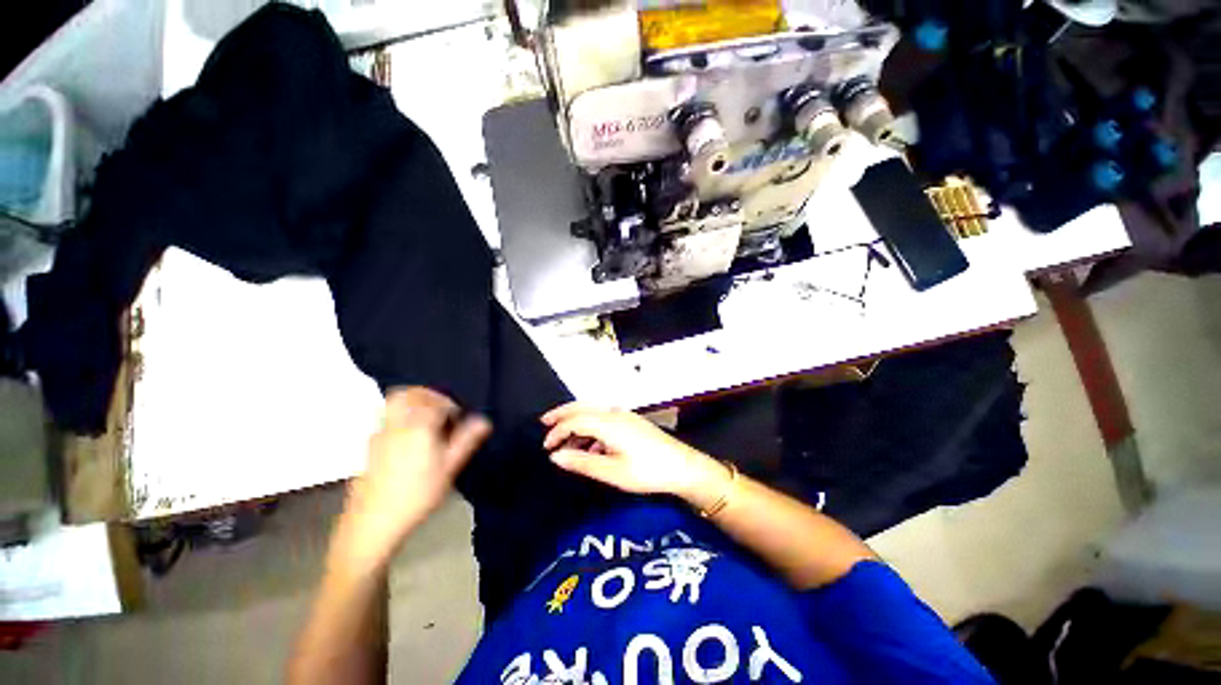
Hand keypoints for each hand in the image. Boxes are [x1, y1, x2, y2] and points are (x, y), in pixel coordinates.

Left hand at [333, 387, 490, 570]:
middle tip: (443, 409)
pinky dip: (400, 414)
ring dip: (413, 401)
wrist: (372, 523)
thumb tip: (484, 420)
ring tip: (427, 416)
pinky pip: (385, 417)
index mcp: (419, 427)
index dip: (451, 405)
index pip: (437, 402)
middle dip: (430, 395)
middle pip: (411, 394)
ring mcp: (379, 433)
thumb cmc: (417, 495)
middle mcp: (397, 424)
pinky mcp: (369, 445)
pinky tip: (409, 435)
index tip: (459, 416)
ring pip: (394, 402)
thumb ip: (466, 440)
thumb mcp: (449, 469)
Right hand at [541, 403, 729, 509]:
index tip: (545, 448)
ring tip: (564, 441)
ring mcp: (624, 415)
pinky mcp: (631, 422)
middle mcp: (614, 413)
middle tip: (544, 423)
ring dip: (576, 422)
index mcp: (608, 422)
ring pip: (593, 412)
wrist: (683, 467)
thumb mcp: (612, 472)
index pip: (574, 420)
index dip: (557, 431)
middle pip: (582, 407)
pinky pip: (603, 419)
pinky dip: (590, 429)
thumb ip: (581, 462)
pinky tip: (590, 447)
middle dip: (562, 414)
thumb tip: (555, 456)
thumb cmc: (646, 471)